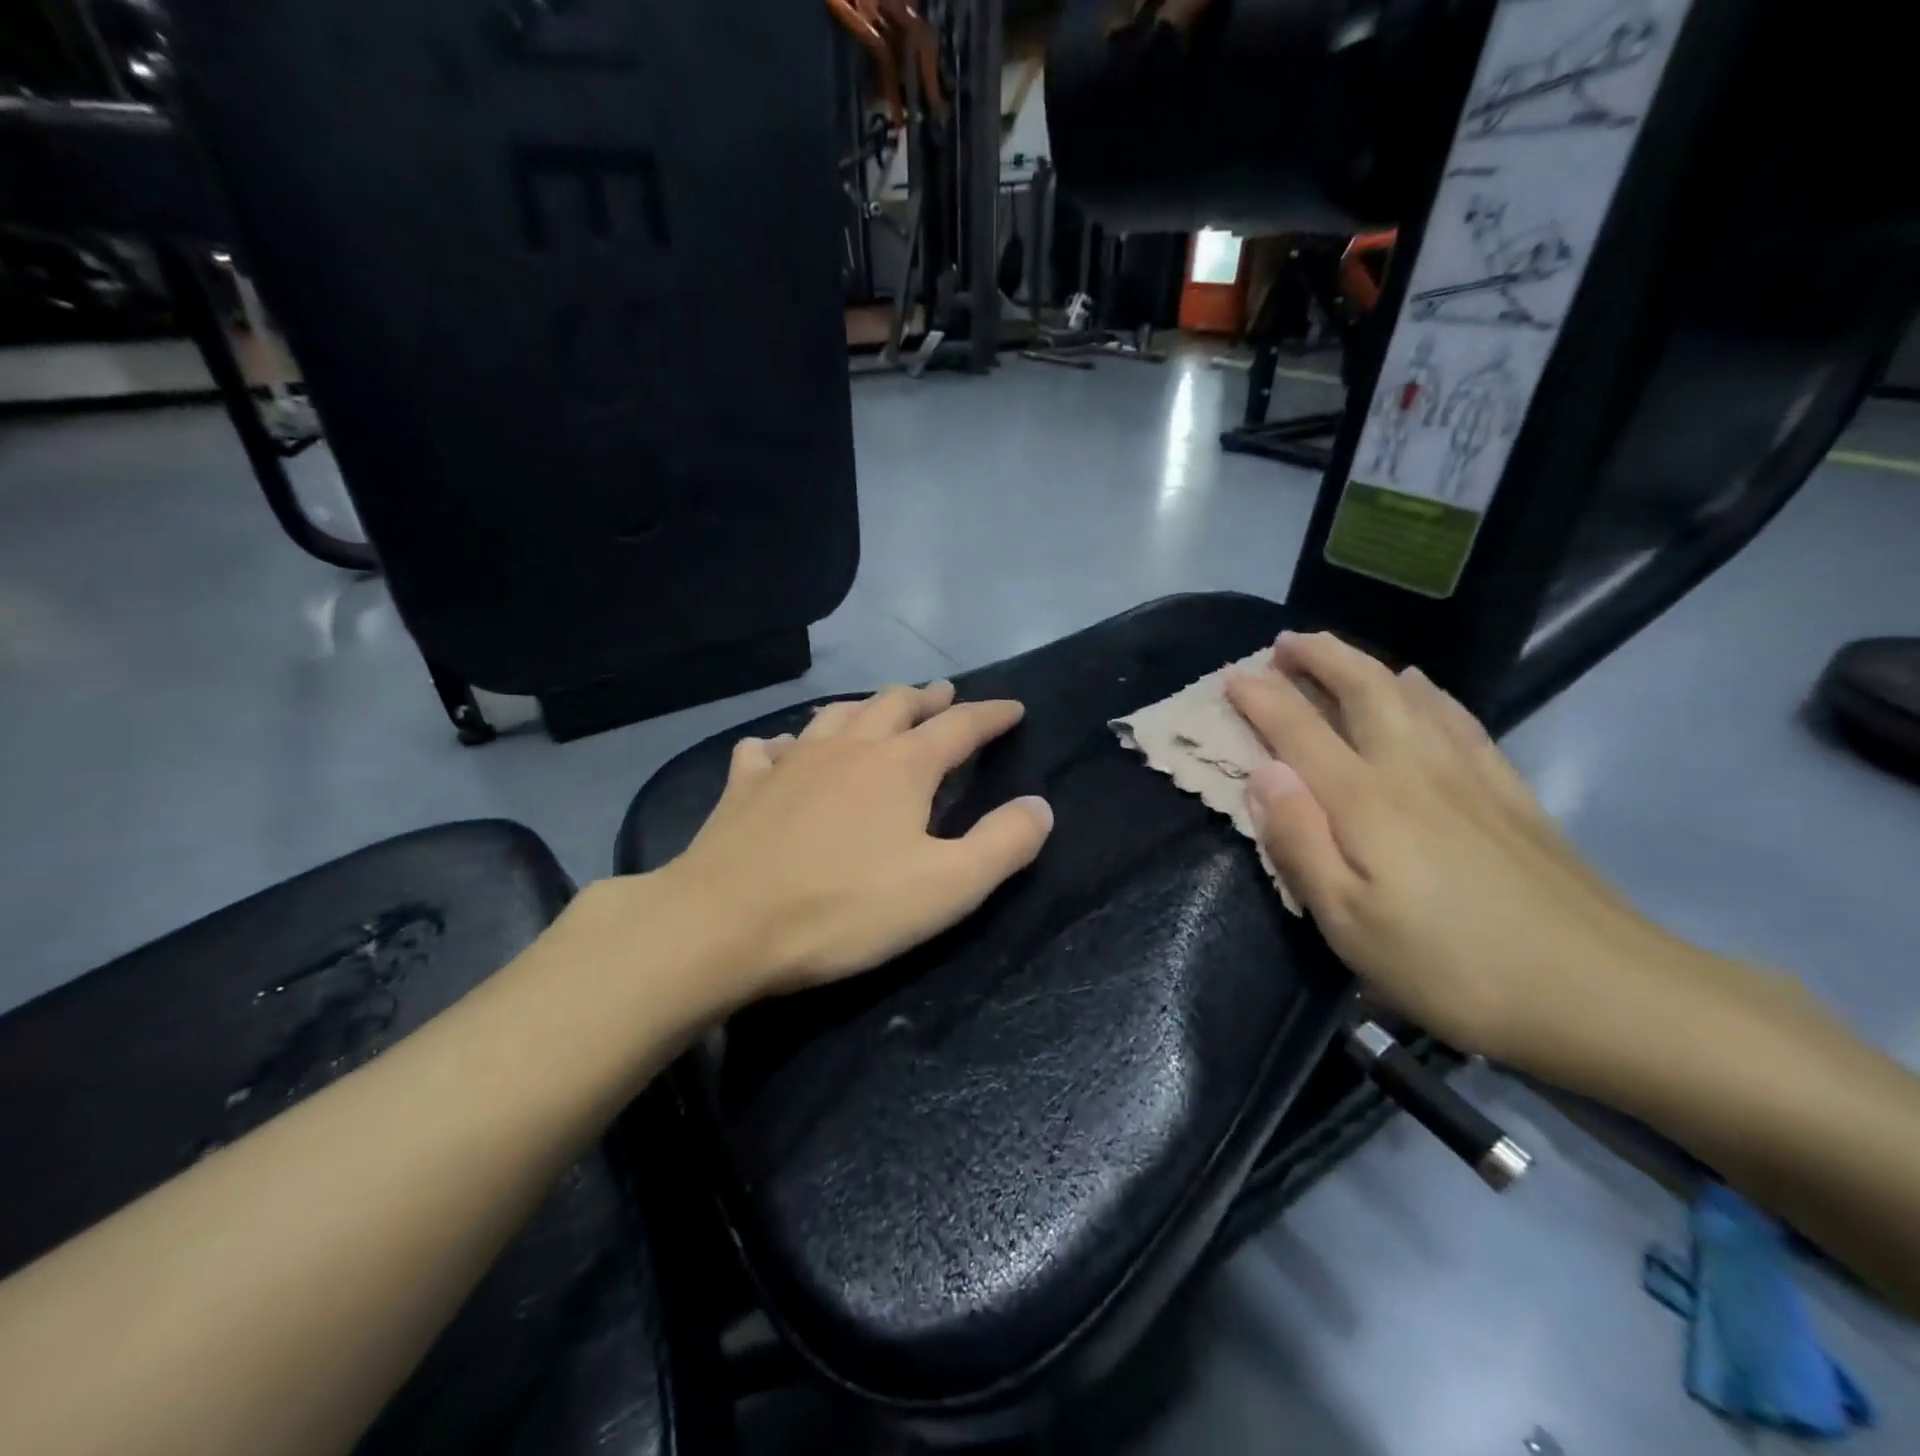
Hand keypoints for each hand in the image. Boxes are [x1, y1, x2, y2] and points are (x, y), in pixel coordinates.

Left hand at [661, 681, 1052, 999]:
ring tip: (878, 709)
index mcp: (901, 766)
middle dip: (927, 698)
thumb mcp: (945, 888)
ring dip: (866, 707)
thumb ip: (1002, 845)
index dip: (991, 715)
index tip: (1013, 707)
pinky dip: (787, 742)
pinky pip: (769, 748)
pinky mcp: (745, 785)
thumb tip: (1040, 805)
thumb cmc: (843, 909)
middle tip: (945, 695)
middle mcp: (848, 747)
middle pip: (896, 704)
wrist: (722, 924)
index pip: (960, 726)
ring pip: (836, 715)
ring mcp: (791, 761)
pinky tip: (783, 750)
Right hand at [1225, 632, 1672, 1059]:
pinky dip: (1429, 691)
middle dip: (1319, 658)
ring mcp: (1470, 775)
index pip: (1298, 730)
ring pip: (1411, 694)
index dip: (1261, 698)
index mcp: (1365, 800)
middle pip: (1362, 690)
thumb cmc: (1451, 965)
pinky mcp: (1511, 792)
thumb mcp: (1349, 922)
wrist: (1604, 993)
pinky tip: (1424, 687)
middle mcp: (1413, 769)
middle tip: (1284, 643)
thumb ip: (1299, 841)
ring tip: (1339, 654)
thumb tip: (1262, 772)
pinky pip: (1459, 718)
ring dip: (1366, 664)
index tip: (1231, 677)